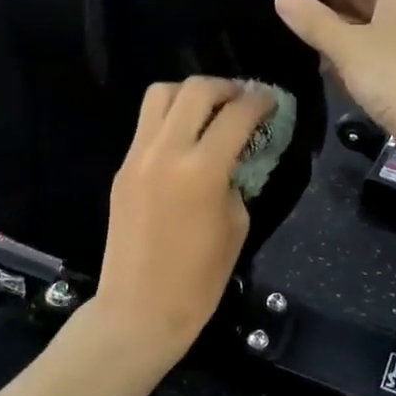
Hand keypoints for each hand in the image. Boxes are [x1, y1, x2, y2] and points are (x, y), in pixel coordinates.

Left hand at [91, 78, 277, 366]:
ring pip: (161, 95)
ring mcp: (137, 156)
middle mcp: (165, 151)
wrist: (139, 308)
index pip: (237, 114)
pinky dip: (170, 120)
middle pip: (196, 89)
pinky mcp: (122, 168)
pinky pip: (146, 125)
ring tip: (210, 112)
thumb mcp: (236, 225)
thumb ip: (236, 179)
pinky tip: (186, 140)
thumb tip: (234, 156)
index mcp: (202, 169)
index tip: (272, 101)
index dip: (261, 102)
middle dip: (226, 87)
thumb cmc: (199, 279)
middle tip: (243, 100)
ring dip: (190, 95)